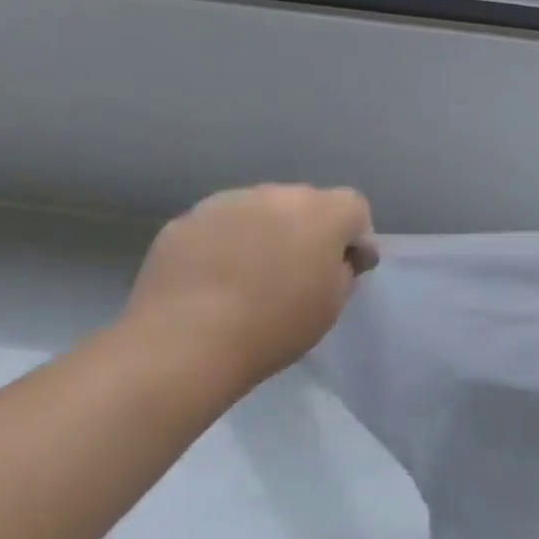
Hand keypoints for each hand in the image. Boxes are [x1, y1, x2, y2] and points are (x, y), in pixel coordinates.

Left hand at [123, 184, 376, 390]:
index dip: (354, 237)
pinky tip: (213, 280)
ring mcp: (227, 203)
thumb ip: (343, 270)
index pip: (354, 208)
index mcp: (323, 212)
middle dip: (308, 230)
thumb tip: (336, 257)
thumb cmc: (274, 325)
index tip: (343, 270)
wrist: (184, 343)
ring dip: (264, 232)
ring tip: (248, 276)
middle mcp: (278, 194)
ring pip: (260, 210)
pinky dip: (224, 244)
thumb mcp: (332, 305)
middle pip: (305, 204)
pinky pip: (219, 226)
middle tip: (295, 272)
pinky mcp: (185, 221)